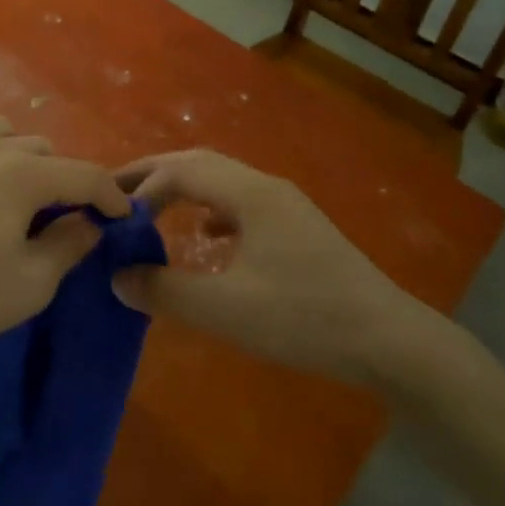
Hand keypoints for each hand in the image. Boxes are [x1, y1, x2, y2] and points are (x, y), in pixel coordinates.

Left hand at [0, 117, 128, 354]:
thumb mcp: (29, 284)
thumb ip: (69, 246)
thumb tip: (89, 222)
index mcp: (24, 173)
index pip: (85, 174)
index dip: (111, 195)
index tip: (123, 216)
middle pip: (45, 151)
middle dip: (64, 180)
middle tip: (64, 219)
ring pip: (4, 137)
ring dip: (23, 162)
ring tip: (19, 200)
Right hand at [111, 149, 444, 385]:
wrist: (392, 341)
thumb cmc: (305, 318)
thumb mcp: (227, 310)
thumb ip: (166, 291)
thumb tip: (117, 277)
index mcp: (249, 193)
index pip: (181, 170)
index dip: (142, 185)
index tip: (112, 213)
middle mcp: (266, 186)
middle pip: (200, 163)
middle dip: (155, 174)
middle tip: (116, 193)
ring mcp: (286, 205)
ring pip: (221, 180)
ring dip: (183, 188)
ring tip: (151, 210)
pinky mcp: (297, 228)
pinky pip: (240, 202)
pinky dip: (210, 208)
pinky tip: (206, 235)